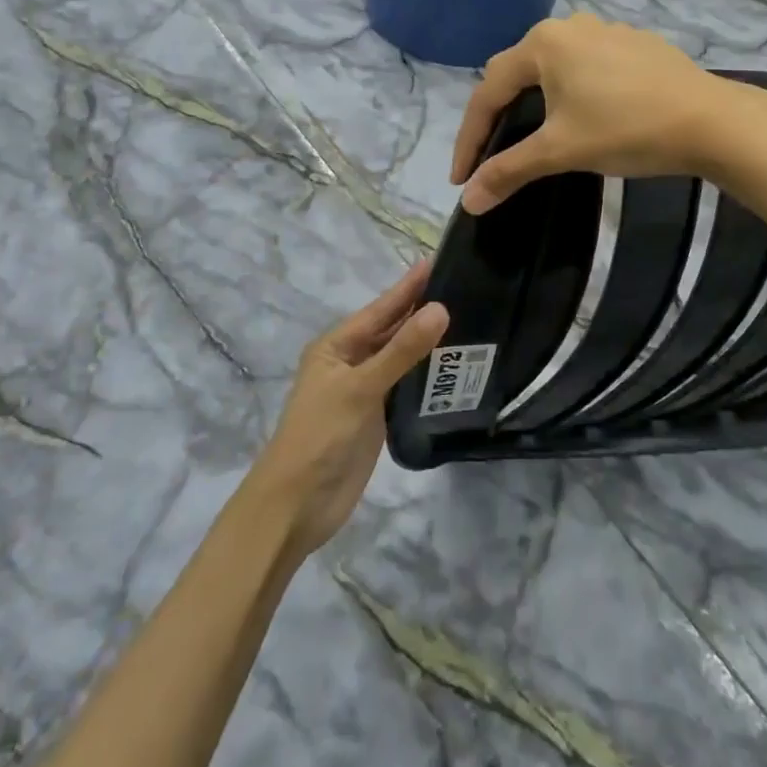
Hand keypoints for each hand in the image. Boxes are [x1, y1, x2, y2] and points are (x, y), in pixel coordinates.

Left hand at [247, 261, 448, 557]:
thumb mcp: (360, 388)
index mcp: (337, 345)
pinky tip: (454, 366)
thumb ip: (402, 351)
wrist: (296, 506)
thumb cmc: (320, 436)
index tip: (439, 260)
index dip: (409, 286)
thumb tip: (441, 308)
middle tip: (465, 286)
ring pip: (402, 357)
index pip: (381, 308)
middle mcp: (350, 361)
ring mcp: (364, 390)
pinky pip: (406, 385)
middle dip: (422, 309)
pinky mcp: (377, 417)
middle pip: (392, 330)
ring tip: (470, 319)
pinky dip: (428, 374)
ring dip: (428, 342)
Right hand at [451, 14, 736, 214]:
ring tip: (532, 137)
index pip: (488, 92)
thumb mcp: (560, 151)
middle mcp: (569, 26)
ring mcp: (606, 31)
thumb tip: (468, 201)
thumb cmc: (626, 129)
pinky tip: (584, 117)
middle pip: (517, 74)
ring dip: (535, 103)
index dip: (469, 138)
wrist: (711, 121)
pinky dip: (570, 94)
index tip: (460, 178)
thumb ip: (508, 171)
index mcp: (543, 43)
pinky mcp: (634, 45)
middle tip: (490, 155)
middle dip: (498, 116)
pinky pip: (586, 68)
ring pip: (553, 69)